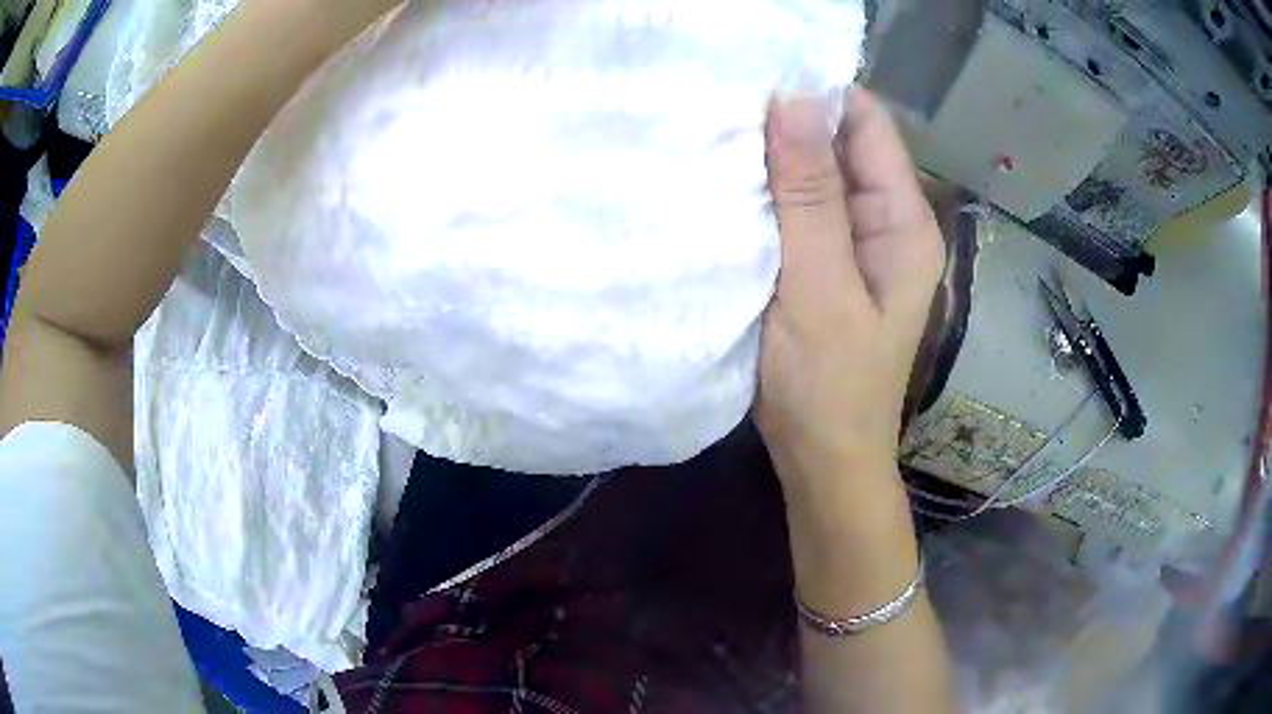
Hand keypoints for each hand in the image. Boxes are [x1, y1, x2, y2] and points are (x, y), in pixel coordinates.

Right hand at [756, 89, 943, 504]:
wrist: (824, 459)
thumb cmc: (828, 385)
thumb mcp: (818, 287)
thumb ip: (809, 196)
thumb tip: (794, 101)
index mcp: (904, 222)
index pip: (869, 125)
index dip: (820, 94)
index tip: (756, 75)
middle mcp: (888, 223)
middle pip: (843, 146)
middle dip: (791, 123)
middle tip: (723, 102)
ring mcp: (859, 243)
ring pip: (818, 176)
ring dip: (776, 157)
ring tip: (717, 132)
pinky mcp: (830, 263)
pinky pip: (803, 210)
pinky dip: (771, 193)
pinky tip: (731, 183)